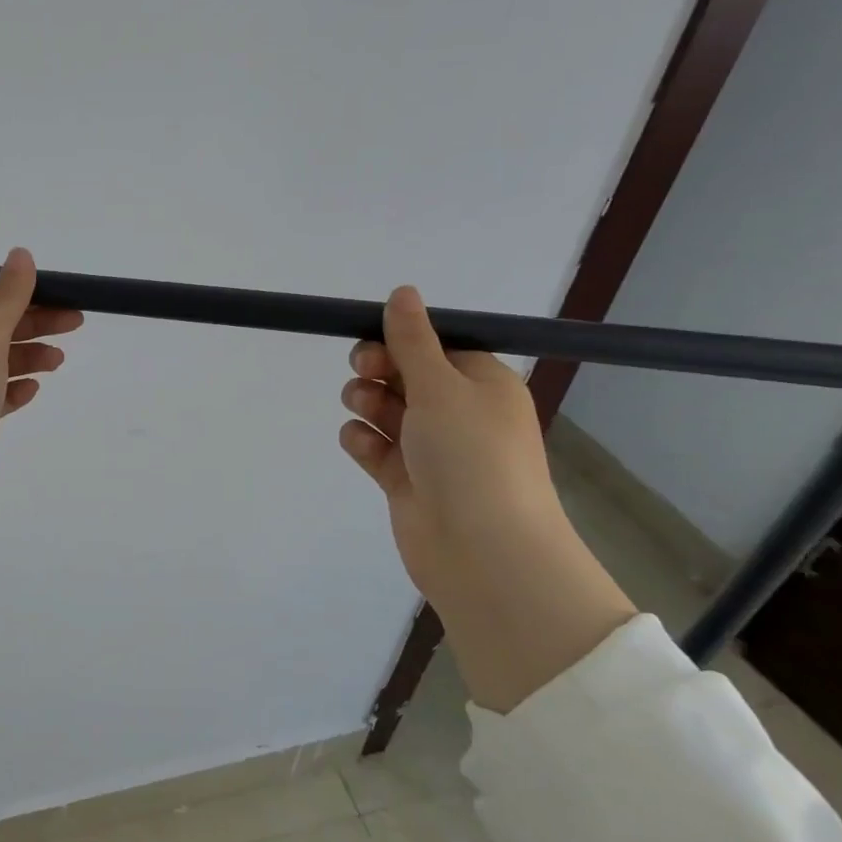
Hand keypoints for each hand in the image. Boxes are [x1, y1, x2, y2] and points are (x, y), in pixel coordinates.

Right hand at [339, 286, 636, 710]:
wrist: (480, 550)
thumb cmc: (471, 456)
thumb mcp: (442, 386)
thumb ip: (413, 340)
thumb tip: (402, 292)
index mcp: (482, 384)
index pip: (437, 347)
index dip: (401, 339)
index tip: (371, 338)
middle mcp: (459, 413)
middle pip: (406, 376)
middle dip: (378, 370)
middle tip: (363, 372)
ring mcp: (431, 449)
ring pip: (386, 410)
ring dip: (367, 403)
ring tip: (361, 408)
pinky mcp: (406, 480)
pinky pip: (376, 447)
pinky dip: (363, 441)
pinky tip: (359, 443)